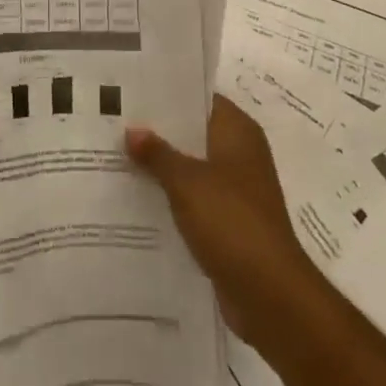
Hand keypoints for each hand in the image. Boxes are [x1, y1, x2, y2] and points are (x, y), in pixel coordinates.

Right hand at [126, 95, 328, 359]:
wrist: (270, 295)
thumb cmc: (232, 222)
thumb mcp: (187, 182)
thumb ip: (157, 154)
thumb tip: (132, 130)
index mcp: (237, 132)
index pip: (200, 98)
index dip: (168, 93)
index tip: (132, 90)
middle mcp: (240, 154)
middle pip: (193, 132)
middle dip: (158, 131)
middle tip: (114, 122)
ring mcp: (236, 190)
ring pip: (192, 167)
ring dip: (162, 167)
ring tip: (116, 157)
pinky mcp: (229, 222)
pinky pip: (194, 199)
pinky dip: (171, 198)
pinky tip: (136, 198)